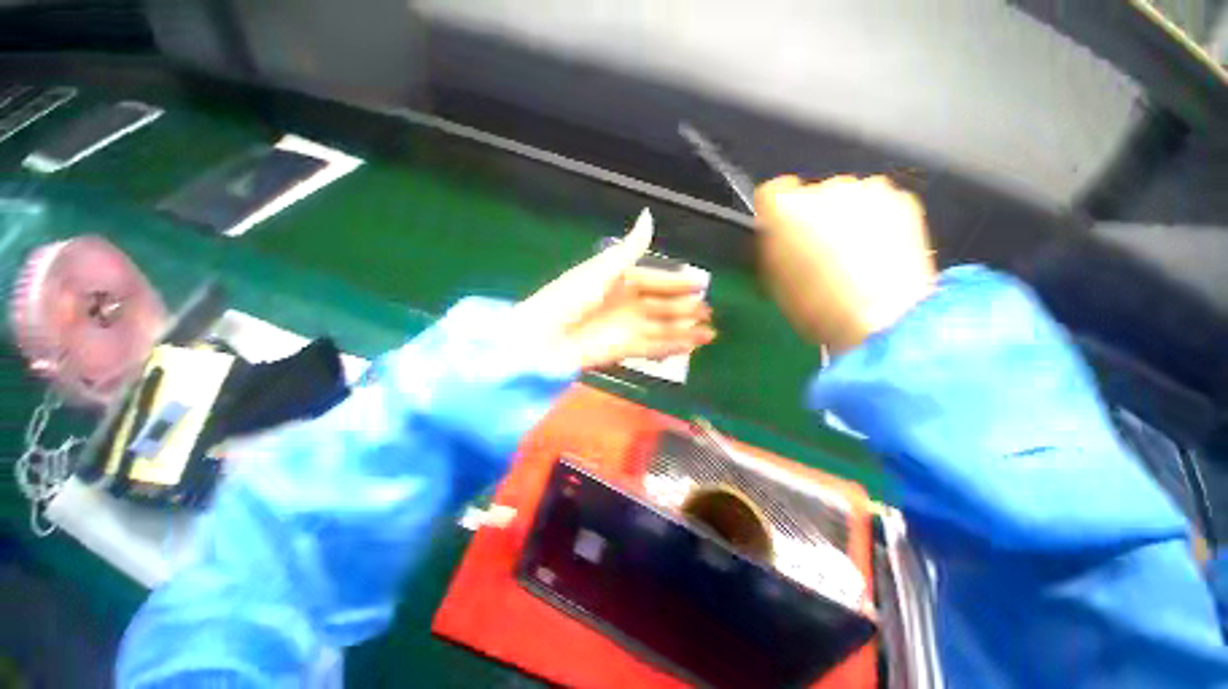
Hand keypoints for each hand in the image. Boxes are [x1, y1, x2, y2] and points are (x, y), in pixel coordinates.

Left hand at [516, 209, 714, 369]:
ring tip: (709, 333)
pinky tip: (690, 346)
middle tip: (708, 310)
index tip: (701, 283)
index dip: (677, 282)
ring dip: (685, 330)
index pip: (656, 280)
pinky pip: (654, 347)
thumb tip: (648, 216)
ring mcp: (626, 328)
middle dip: (685, 308)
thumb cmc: (572, 297)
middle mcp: (626, 304)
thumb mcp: (602, 268)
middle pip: (662, 306)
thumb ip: (629, 249)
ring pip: (662, 328)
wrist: (545, 336)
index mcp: (620, 280)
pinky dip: (672, 347)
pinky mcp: (624, 350)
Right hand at [755, 175, 936, 355]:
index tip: (780, 233)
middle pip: (811, 194)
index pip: (770, 193)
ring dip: (845, 217)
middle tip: (820, 250)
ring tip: (855, 253)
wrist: (884, 317)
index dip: (774, 214)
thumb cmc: (815, 305)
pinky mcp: (904, 199)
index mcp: (786, 209)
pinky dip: (876, 221)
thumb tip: (778, 238)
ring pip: (847, 197)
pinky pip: (879, 205)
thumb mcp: (774, 281)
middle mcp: (825, 188)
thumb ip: (771, 249)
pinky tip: (879, 251)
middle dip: (813, 217)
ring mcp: (868, 189)